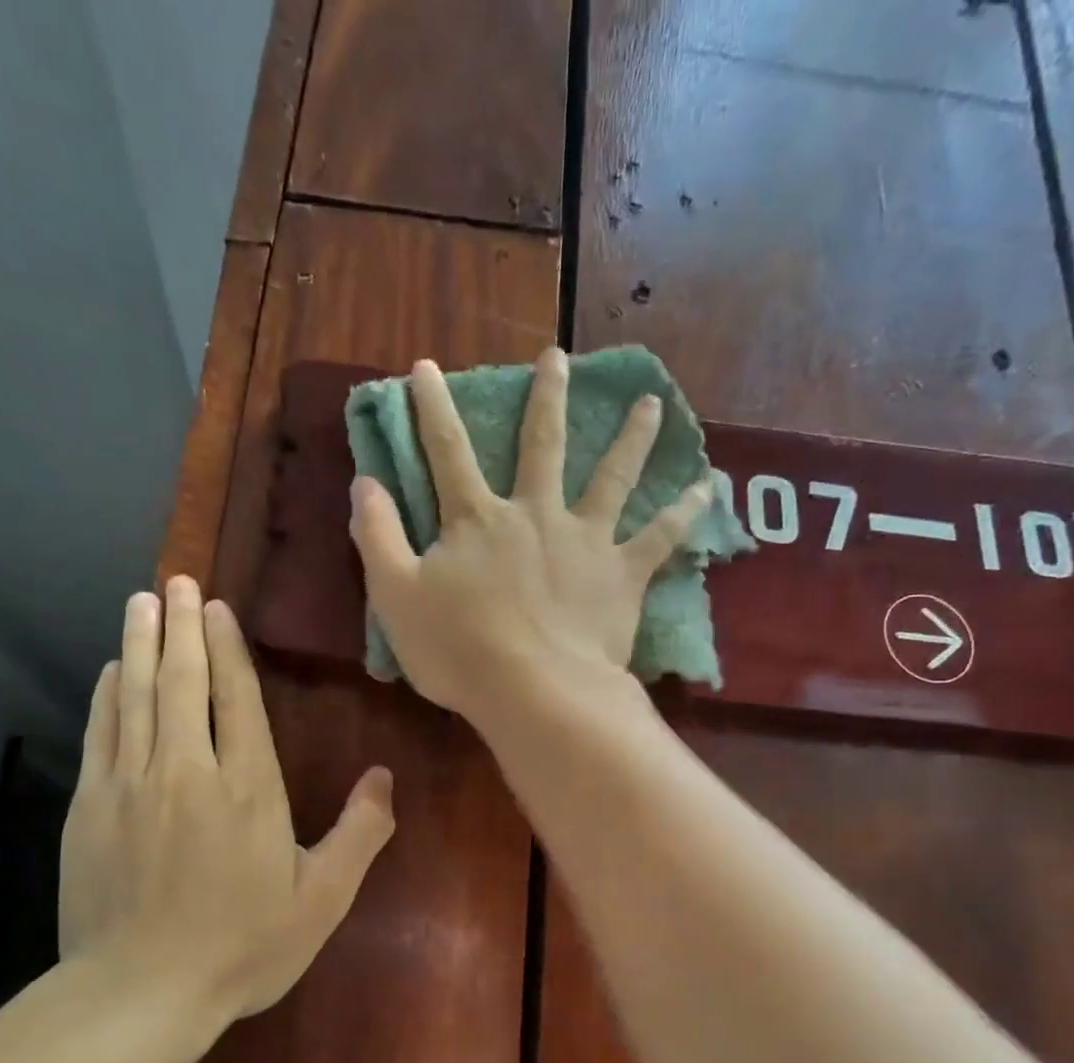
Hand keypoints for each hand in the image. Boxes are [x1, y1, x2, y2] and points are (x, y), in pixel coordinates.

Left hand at [59, 577, 395, 1021]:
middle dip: (181, 628)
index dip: (227, 648)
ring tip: (142, 603)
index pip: (237, 698)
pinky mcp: (90, 807)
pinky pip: (101, 733)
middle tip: (176, 583)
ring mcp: (132, 784)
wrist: (140, 993)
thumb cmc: (242, 947)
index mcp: (249, 787)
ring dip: (141, 645)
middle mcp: (189, 770)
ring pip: (138, 696)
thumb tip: (385, 777)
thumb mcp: (322, 899)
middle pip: (183, 682)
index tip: (216, 608)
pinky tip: (112, 670)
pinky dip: (107, 694)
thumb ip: (359, 834)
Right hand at [348, 348, 709, 728]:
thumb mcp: (395, 597)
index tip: (427, 366)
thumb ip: (378, 537)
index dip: (432, 408)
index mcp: (477, 521)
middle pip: (541, 445)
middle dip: (545, 398)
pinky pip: (661, 537)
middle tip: (558, 357)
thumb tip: (364, 482)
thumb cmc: (459, 650)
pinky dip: (686, 510)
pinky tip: (710, 485)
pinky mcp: (621, 575)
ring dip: (630, 438)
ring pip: (612, 477)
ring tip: (651, 404)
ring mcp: (584, 541)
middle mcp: (534, 515)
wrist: (534, 692)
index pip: (446, 452)